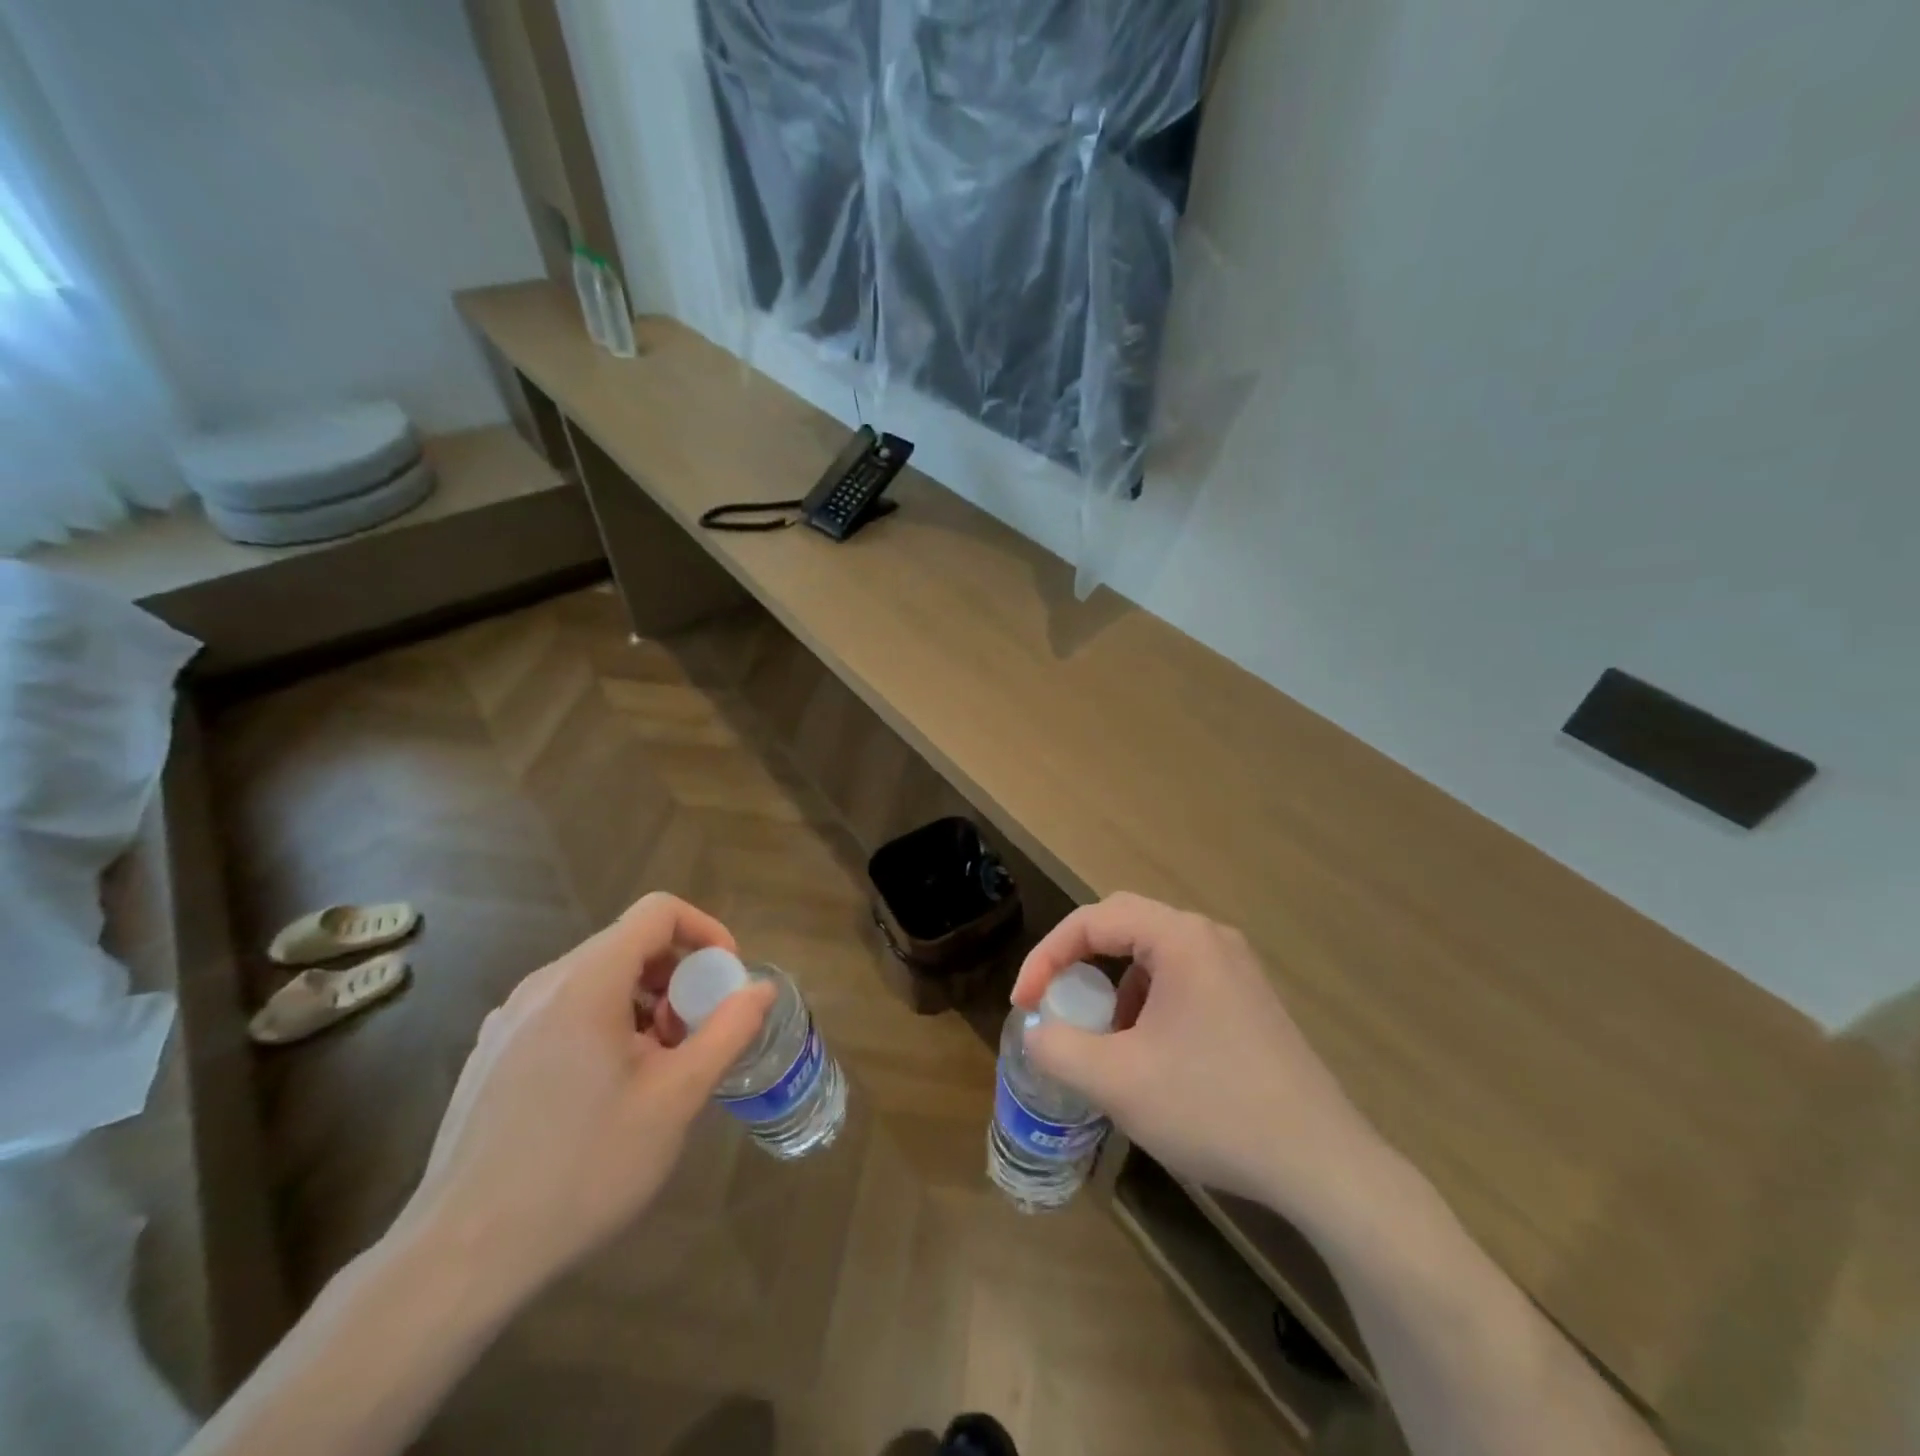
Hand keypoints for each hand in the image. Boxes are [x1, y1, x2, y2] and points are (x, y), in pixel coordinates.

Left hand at [399, 893, 775, 1302]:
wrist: (462, 1257)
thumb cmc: (583, 1168)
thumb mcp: (676, 1099)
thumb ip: (727, 1032)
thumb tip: (761, 989)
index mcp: (586, 983)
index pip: (658, 912)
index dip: (705, 931)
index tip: (725, 979)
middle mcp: (542, 985)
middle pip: (628, 944)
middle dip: (677, 977)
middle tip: (693, 1035)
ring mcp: (508, 1019)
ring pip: (597, 979)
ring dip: (643, 1003)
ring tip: (655, 1069)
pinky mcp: (492, 1053)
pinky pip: (564, 1010)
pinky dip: (604, 1024)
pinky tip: (605, 1092)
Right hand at [1013, 893, 1391, 1224]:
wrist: (1321, 1164)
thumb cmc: (1213, 1108)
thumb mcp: (1117, 1082)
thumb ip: (1058, 1047)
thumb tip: (1036, 1030)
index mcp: (1180, 939)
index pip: (1093, 921)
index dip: (1047, 956)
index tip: (1024, 1004)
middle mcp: (1210, 938)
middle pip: (1123, 925)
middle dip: (1078, 961)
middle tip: (1053, 1001)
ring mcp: (1236, 968)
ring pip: (1153, 955)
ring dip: (1114, 985)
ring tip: (1102, 1038)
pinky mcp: (1249, 999)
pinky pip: (1181, 980)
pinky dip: (1148, 1003)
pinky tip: (1150, 1054)